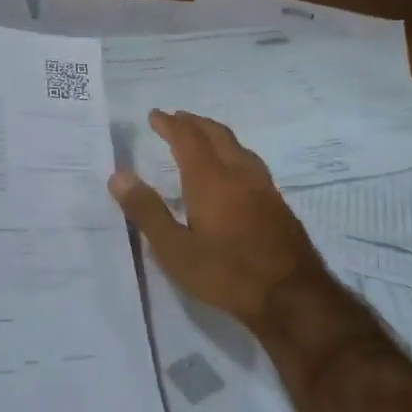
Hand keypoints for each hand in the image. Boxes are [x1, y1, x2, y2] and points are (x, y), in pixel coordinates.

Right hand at [108, 110, 331, 337]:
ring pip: (238, 147)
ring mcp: (263, 187)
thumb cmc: (225, 273)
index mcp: (210, 179)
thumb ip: (147, 211)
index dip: (170, 124)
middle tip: (177, 118)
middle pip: (216, 135)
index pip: (187, 138)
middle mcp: (239, 173)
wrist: (292, 296)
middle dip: (194, 123)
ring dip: (216, 135)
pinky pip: (251, 163)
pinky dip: (233, 153)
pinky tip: (233, 172)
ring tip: (202, 137)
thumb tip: (119, 176)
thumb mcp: (175, 250)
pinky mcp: (277, 203)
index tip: (155, 115)